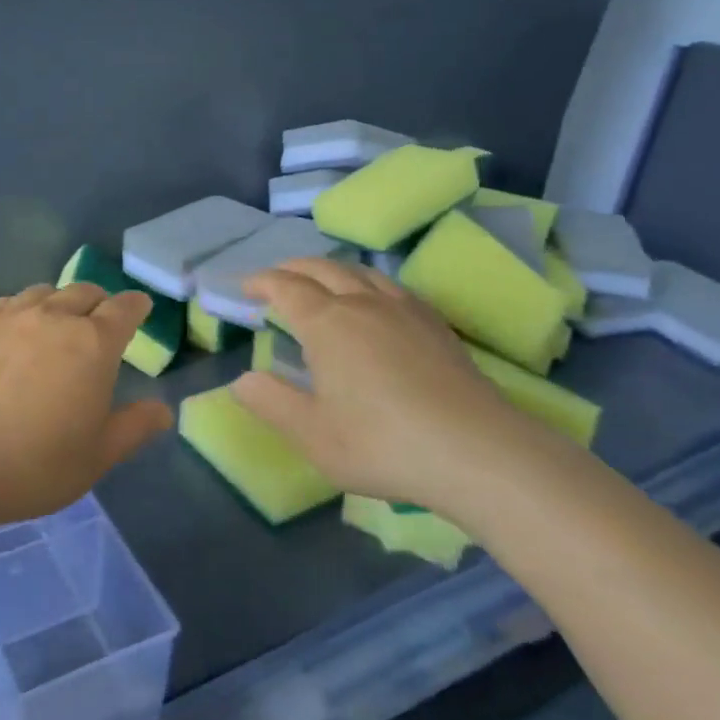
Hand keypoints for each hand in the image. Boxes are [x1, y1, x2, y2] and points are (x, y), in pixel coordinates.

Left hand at [0, 282, 174, 526]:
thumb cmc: (30, 465)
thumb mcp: (94, 458)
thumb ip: (133, 428)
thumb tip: (163, 410)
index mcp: (91, 344)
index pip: (123, 309)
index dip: (135, 306)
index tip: (140, 307)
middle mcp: (51, 317)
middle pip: (83, 292)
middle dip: (98, 302)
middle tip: (99, 320)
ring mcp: (5, 316)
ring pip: (41, 293)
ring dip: (57, 303)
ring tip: (53, 324)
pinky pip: (3, 305)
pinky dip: (18, 312)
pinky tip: (10, 334)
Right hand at [230, 258, 562, 520]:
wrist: (477, 451)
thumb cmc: (382, 444)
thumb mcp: (312, 434)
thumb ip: (271, 402)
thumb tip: (242, 380)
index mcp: (327, 323)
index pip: (286, 288)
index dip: (261, 282)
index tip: (244, 286)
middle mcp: (363, 304)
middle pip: (322, 269)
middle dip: (293, 268)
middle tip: (275, 278)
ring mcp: (404, 310)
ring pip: (361, 272)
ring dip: (331, 269)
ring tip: (320, 281)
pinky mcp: (436, 324)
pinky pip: (392, 286)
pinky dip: (367, 282)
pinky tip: (375, 301)